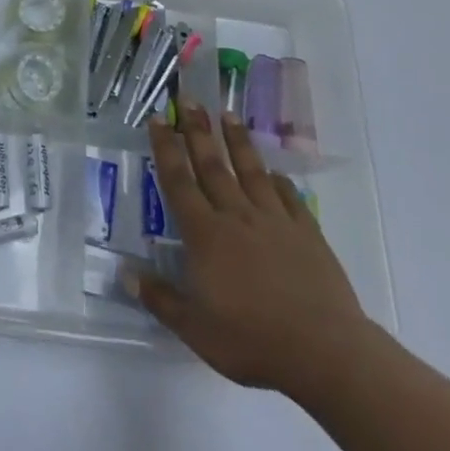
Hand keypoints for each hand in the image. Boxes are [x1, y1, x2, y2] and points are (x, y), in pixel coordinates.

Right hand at [136, 106, 372, 407]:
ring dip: (237, 141)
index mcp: (206, 235)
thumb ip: (160, 298)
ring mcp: (275, 222)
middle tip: (189, 98)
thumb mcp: (195, 329)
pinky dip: (279, 182)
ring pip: (251, 172)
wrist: (324, 351)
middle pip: (212, 166)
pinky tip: (275, 173)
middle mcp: (237, 217)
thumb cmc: (252, 340)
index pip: (179, 182)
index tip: (159, 119)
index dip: (166, 149)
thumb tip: (125, 273)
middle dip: (198, 130)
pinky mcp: (307, 233)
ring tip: (228, 114)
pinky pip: (289, 198)